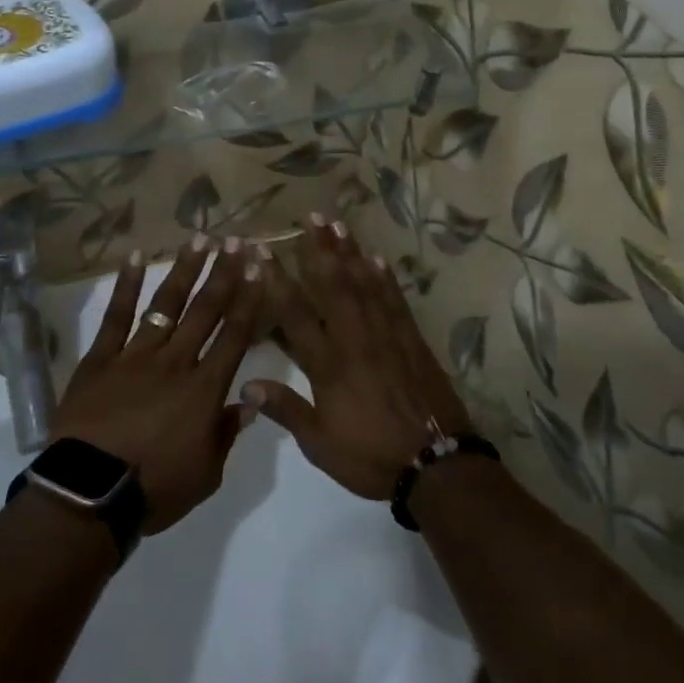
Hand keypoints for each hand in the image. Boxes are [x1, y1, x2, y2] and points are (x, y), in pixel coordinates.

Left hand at [52, 237, 265, 533]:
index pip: (234, 335)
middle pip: (205, 310)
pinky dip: (126, 285)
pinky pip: (116, 316)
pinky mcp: (100, 359)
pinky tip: (136, 257)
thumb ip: (227, 432)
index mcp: (204, 389)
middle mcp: (175, 362)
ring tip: (200, 239)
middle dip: (223, 273)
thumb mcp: (206, 473)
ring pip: (166, 304)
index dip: (249, 299)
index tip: (258, 267)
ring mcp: (135, 356)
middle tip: (235, 240)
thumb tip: (249, 401)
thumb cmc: (155, 489)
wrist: (90, 493)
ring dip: (185, 270)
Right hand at [244, 217, 470, 499]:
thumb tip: (246, 384)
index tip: (264, 250)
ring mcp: (388, 336)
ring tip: (338, 224)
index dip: (278, 280)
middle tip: (310, 217)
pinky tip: (376, 259)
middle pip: (334, 286)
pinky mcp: (412, 341)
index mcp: (329, 365)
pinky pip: (395, 301)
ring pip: (365, 285)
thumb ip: (286, 410)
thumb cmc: (371, 457)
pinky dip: (384, 278)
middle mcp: (356, 340)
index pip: (296, 314)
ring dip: (350, 253)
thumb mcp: (320, 444)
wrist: (437, 465)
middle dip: (320, 249)